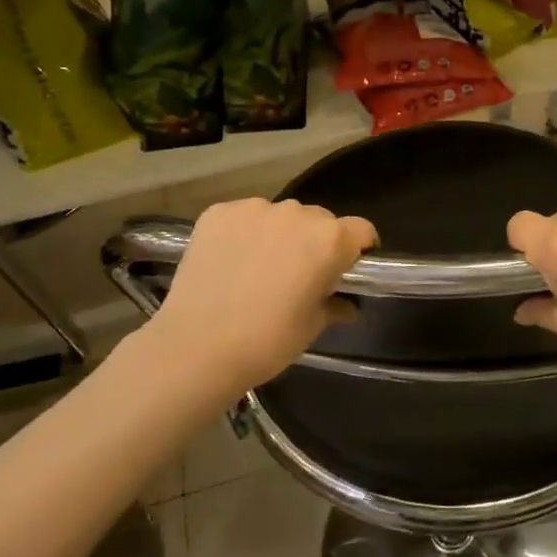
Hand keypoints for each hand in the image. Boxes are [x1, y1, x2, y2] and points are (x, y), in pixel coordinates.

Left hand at [140, 198, 376, 393]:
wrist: (196, 347)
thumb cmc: (268, 341)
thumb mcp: (312, 326)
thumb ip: (335, 305)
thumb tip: (347, 304)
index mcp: (330, 239)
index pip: (361, 230)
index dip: (359, 249)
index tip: (348, 269)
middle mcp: (297, 214)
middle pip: (319, 220)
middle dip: (316, 242)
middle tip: (300, 274)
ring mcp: (255, 209)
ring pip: (280, 216)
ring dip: (279, 235)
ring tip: (259, 269)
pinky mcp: (218, 213)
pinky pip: (244, 217)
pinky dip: (244, 234)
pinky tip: (231, 262)